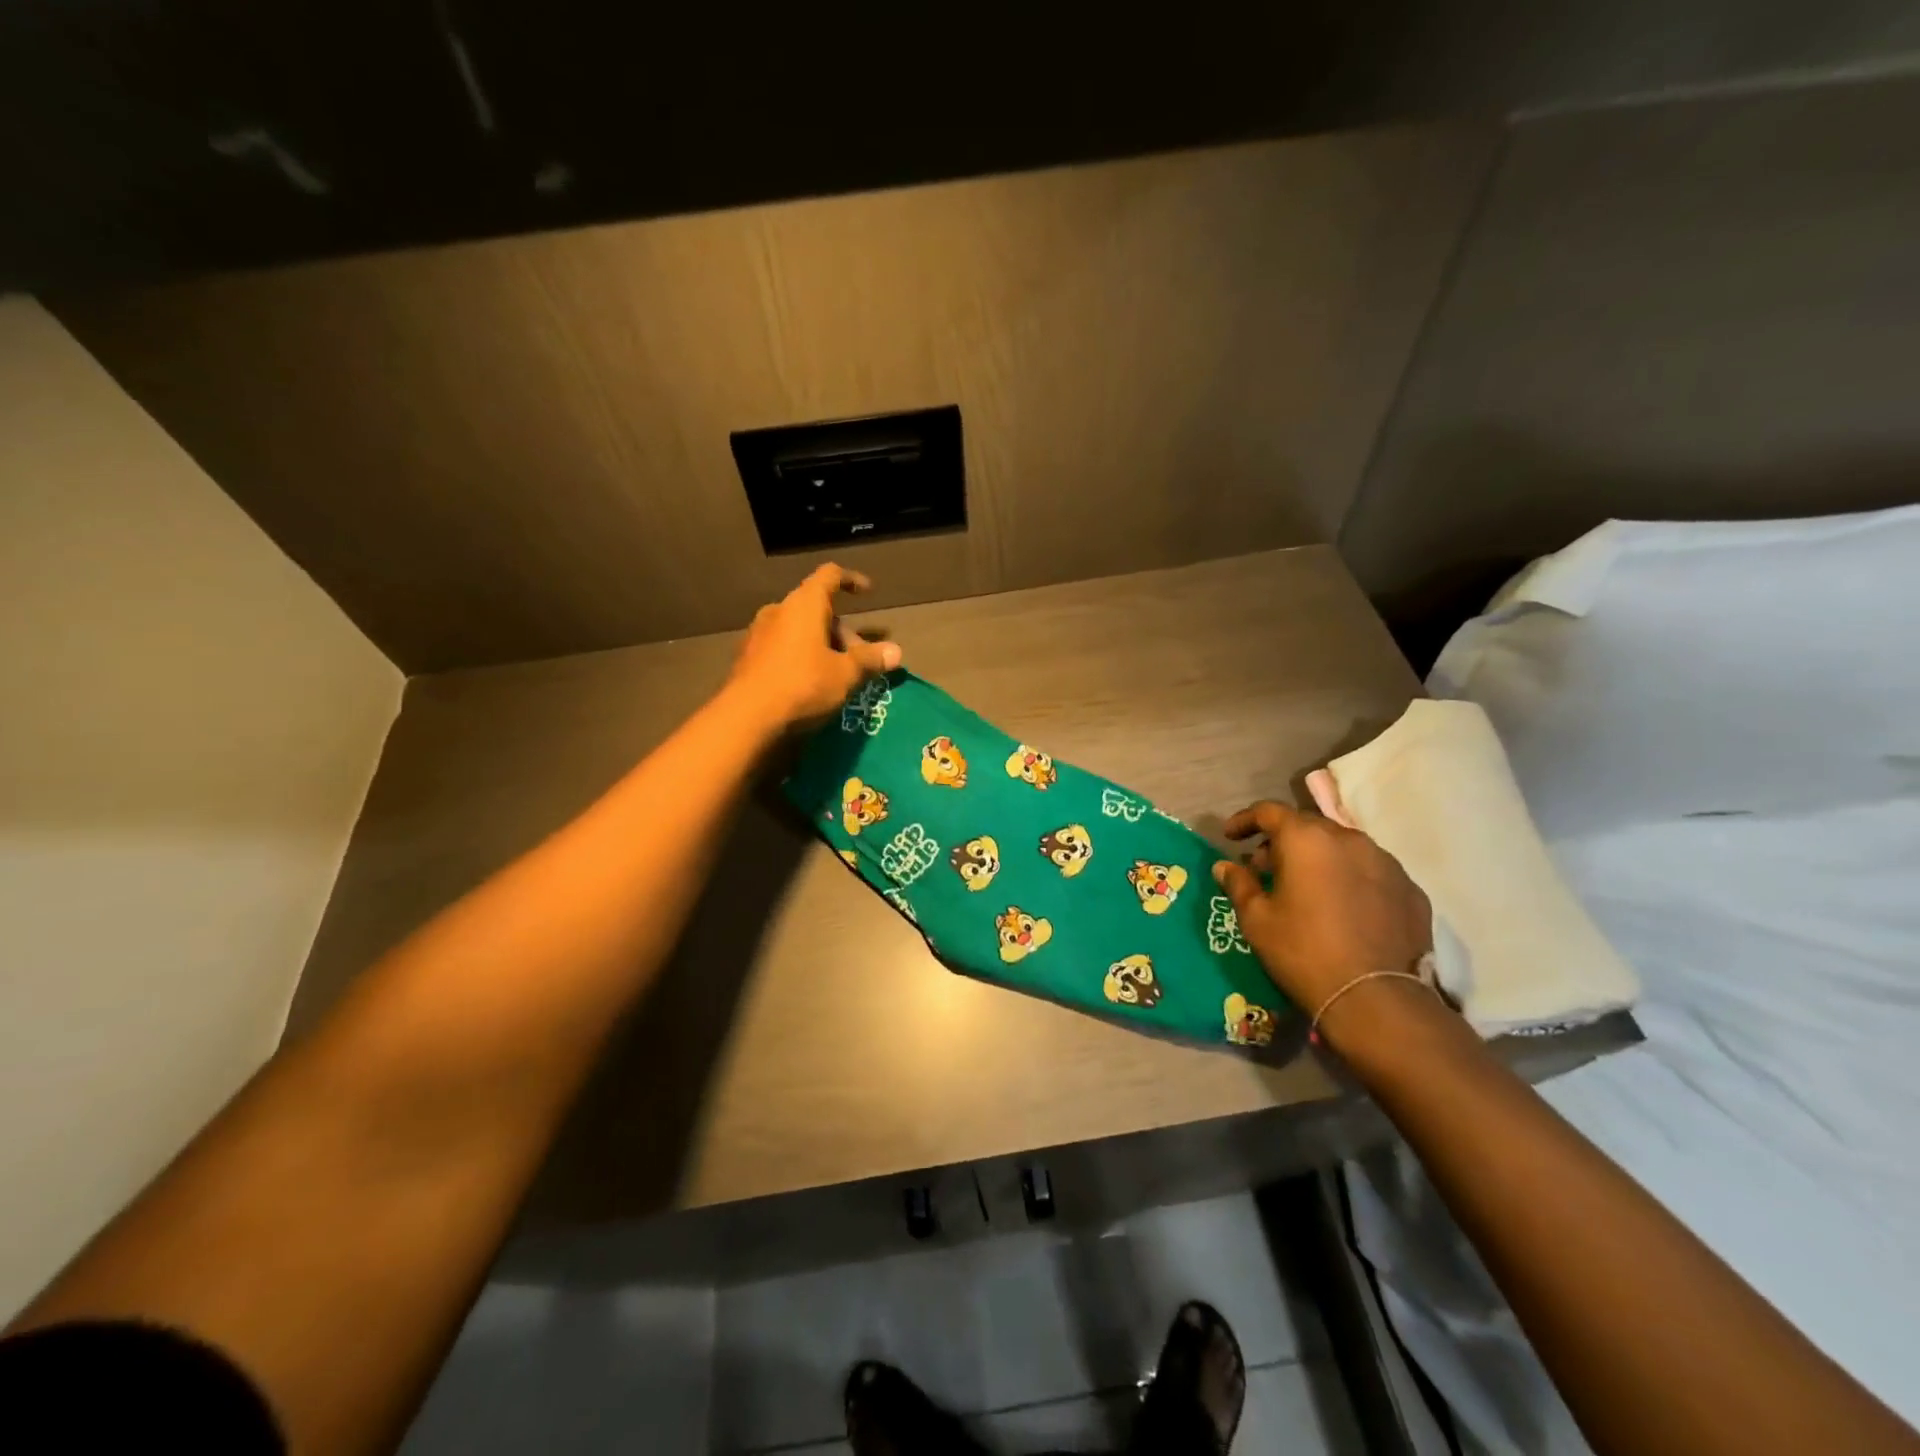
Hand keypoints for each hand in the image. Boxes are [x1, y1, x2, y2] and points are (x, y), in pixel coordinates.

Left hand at [724, 564, 902, 731]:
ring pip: (798, 630)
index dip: (851, 580)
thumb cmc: (803, 685)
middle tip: (860, 658)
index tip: (867, 592)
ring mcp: (758, 633)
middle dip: (842, 631)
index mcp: (804, 605)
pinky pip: (782, 647)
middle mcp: (778, 611)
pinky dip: (800, 656)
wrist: (746, 718)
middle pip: (816, 609)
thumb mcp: (845, 674)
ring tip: (837, 674)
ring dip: (821, 644)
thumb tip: (896, 652)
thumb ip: (869, 659)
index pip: (830, 576)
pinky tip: (809, 683)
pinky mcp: (746, 658)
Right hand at [1212, 801, 1433, 1044]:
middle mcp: (1349, 839)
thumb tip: (1225, 866)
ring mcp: (1386, 862)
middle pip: (1308, 826)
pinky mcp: (1411, 889)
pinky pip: (1371, 872)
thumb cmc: (1303, 951)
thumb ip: (1239, 884)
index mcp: (1306, 839)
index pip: (1269, 811)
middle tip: (1264, 868)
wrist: (1376, 998)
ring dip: (1318, 858)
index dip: (1245, 820)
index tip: (1231, 837)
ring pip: (1343, 847)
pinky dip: (1350, 878)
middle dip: (1282, 841)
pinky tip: (1342, 907)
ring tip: (1305, 887)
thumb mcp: (1257, 920)